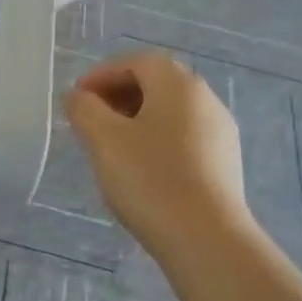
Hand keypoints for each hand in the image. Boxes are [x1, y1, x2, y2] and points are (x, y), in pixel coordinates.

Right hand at [64, 52, 249, 258]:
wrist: (206, 238)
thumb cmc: (149, 179)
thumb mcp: (103, 139)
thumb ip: (84, 109)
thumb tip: (79, 96)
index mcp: (178, 85)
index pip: (137, 62)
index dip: (102, 74)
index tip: (77, 98)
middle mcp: (206, 100)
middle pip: (157, 83)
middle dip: (119, 94)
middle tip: (90, 119)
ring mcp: (220, 133)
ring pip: (171, 111)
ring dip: (136, 118)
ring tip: (110, 145)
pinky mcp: (224, 163)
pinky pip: (183, 136)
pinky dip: (156, 139)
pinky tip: (140, 168)